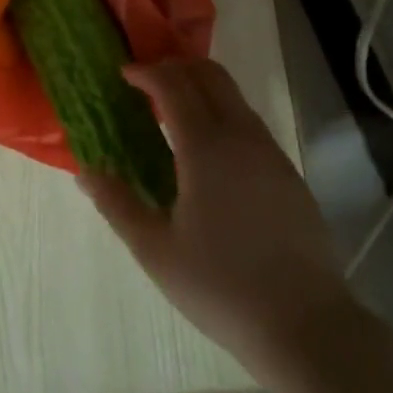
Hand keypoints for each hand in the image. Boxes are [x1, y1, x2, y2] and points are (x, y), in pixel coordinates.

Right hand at [79, 59, 350, 374]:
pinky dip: (222, 113)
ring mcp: (270, 152)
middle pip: (210, 74)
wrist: (306, 326)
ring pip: (233, 96)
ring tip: (172, 112)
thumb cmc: (221, 287)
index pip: (173, 84)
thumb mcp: (156, 251)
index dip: (146, 72)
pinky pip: (249, 122)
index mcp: (206, 147)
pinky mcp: (288, 173)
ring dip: (201, 88)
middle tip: (146, 83)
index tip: (123, 74)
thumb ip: (117, 204)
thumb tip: (86, 171)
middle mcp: (241, 136)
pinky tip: (208, 151)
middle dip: (175, 67)